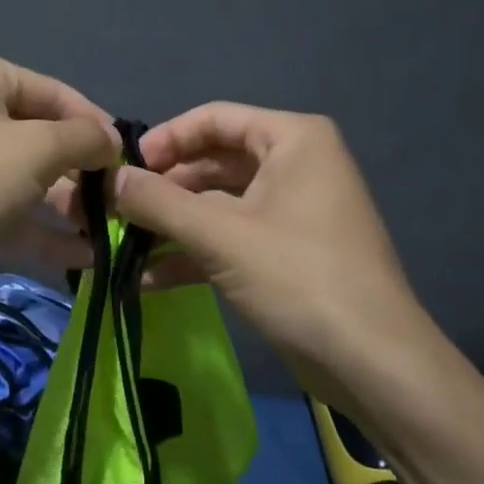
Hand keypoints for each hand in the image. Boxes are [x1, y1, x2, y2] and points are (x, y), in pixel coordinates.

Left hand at [0, 51, 120, 309]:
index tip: (128, 159)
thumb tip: (111, 140)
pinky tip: (81, 257)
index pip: (53, 92)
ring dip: (63, 205)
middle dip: (79, 171)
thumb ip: (83, 139)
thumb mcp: (36, 149)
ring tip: (107, 233)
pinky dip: (36, 230)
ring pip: (20, 178)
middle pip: (36, 136)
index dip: (95, 124)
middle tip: (118, 201)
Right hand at [113, 103, 446, 397]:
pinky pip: (231, 237)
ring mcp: (291, 211)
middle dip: (164, 189)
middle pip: (213, 162)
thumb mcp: (219, 235)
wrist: (373, 365)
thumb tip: (110, 179)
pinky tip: (148, 278)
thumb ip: (158, 202)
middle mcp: (295, 164)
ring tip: (122, 244)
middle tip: (116, 210)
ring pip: (218, 204)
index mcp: (292, 139)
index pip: (214, 119)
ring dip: (172, 224)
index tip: (123, 167)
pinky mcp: (286, 252)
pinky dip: (194, 253)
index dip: (165, 139)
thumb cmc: (298, 277)